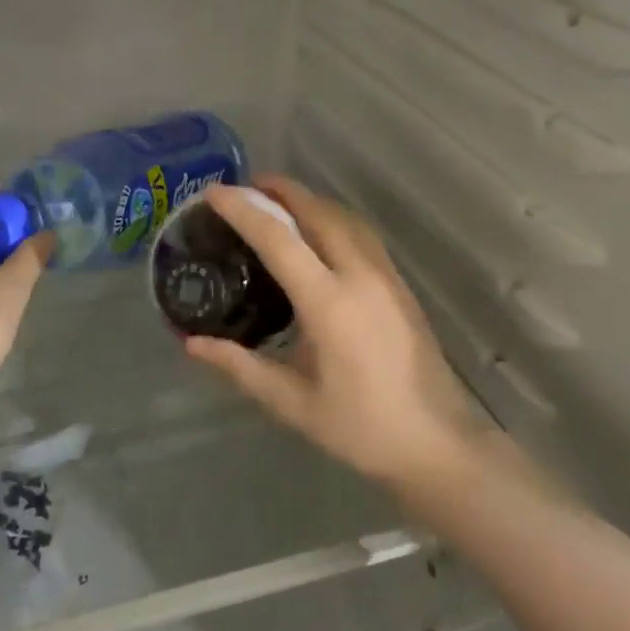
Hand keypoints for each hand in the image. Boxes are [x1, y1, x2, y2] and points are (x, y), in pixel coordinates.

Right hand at [185, 176, 482, 489]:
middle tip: (243, 187)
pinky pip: (359, 231)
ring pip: (342, 216)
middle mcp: (359, 275)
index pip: (279, 239)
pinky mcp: (398, 282)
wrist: (438, 443)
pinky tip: (316, 229)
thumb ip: (240, 366)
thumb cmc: (361, 427)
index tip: (213, 192)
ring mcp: (385, 274)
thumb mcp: (292, 402)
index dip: (243, 210)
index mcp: (329, 303)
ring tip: (275, 200)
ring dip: (307, 199)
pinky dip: (330, 215)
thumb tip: (191, 343)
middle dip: (279, 190)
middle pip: (316, 211)